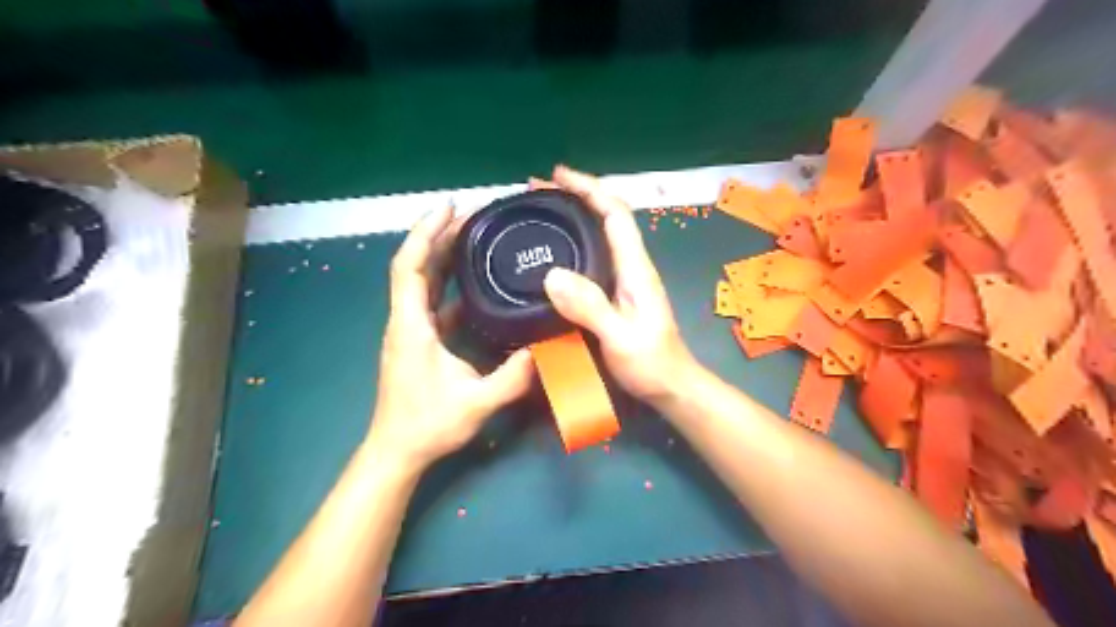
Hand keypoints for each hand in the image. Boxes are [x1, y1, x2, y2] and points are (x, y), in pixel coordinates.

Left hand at [369, 207, 533, 470]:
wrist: (397, 451)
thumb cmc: (428, 425)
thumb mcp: (477, 402)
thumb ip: (513, 377)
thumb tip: (546, 349)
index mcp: (411, 326)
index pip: (409, 267)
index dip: (425, 233)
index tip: (449, 209)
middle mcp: (405, 320)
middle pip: (416, 266)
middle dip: (439, 236)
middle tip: (473, 216)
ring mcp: (410, 330)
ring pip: (422, 282)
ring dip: (442, 256)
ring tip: (473, 237)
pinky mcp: (417, 341)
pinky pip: (431, 301)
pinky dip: (448, 283)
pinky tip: (473, 282)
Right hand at [538, 166, 698, 407]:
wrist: (671, 387)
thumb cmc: (651, 364)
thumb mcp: (619, 338)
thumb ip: (590, 308)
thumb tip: (552, 275)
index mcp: (635, 268)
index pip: (615, 213)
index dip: (589, 188)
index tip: (557, 176)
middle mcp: (631, 266)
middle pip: (606, 217)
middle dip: (575, 197)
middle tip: (537, 192)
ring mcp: (625, 280)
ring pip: (599, 236)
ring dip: (572, 218)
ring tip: (540, 213)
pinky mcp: (617, 294)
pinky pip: (593, 258)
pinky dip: (573, 244)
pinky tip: (554, 254)